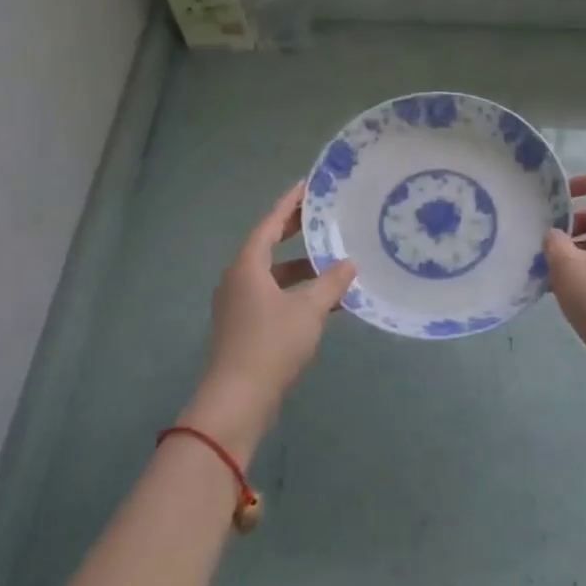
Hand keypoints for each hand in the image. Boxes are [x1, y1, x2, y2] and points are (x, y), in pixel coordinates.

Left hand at [182, 183, 355, 456]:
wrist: (237, 400)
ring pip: (273, 274)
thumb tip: (349, 263)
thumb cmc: (271, 344)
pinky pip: (273, 296)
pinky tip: (323, 301)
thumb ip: (331, 282)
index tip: (308, 186)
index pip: (270, 223)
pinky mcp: (243, 327)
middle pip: (269, 245)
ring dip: (301, 268)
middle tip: (323, 216)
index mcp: (247, 266)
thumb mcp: (309, 309)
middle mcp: (238, 279)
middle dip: (296, 231)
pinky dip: (296, 291)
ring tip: (333, 262)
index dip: (290, 203)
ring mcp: (238, 305)